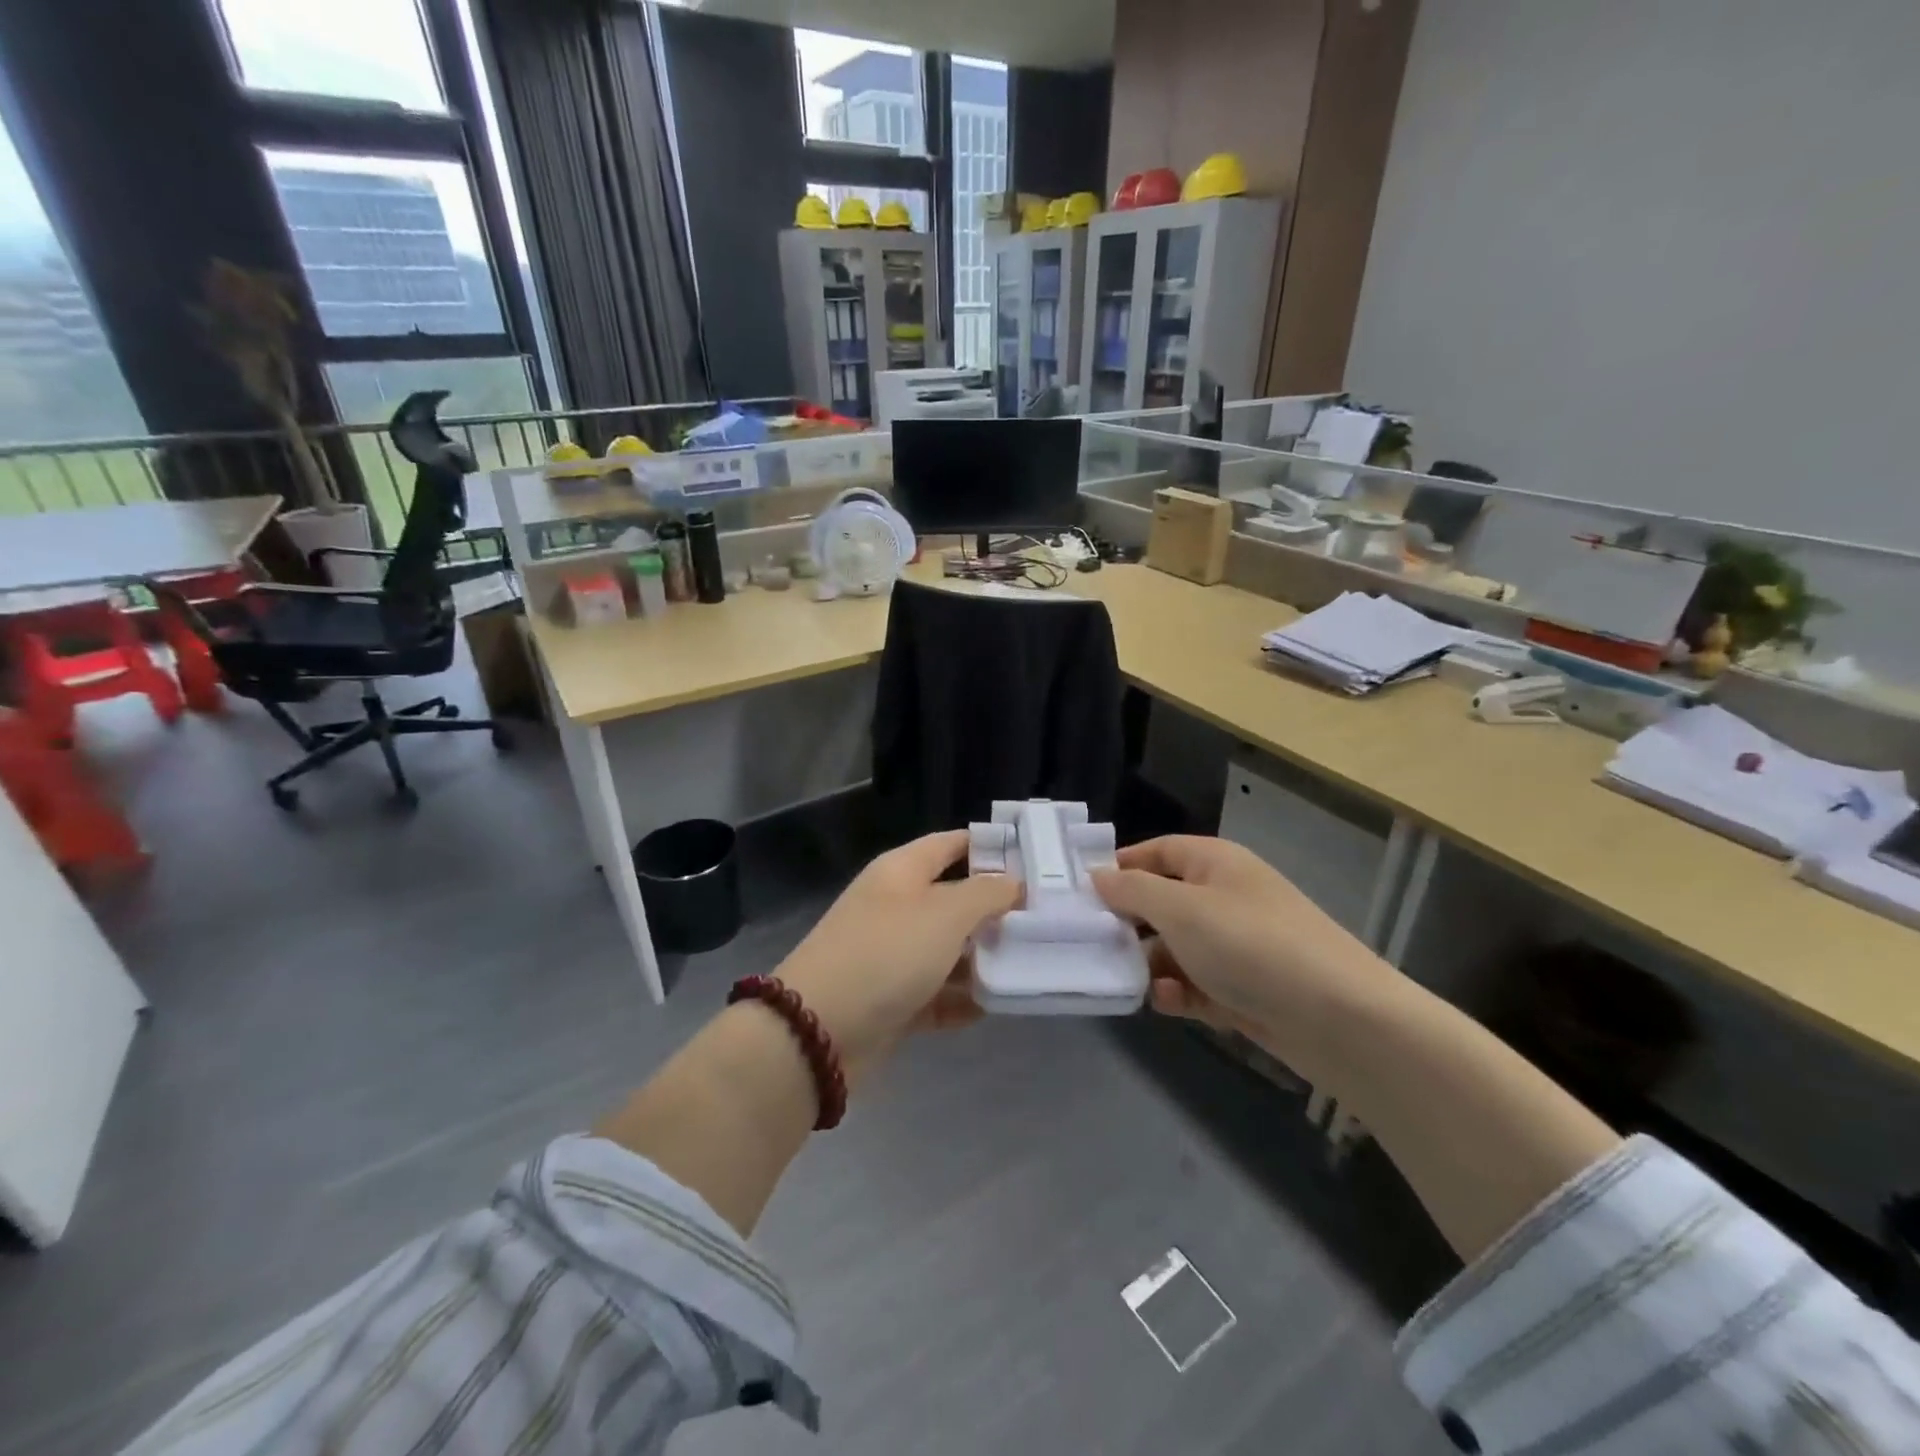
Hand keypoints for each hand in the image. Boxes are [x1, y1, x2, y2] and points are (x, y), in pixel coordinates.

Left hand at [774, 830, 1020, 1073]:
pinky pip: (936, 993)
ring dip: (982, 958)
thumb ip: (986, 894)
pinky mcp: (891, 1000)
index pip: (952, 844)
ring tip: (1031, 964)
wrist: (818, 1031)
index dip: (991, 847)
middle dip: (995, 909)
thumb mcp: (945, 914)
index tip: (1036, 860)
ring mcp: (891, 955)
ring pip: (947, 949)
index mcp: (901, 872)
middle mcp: (896, 907)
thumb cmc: (887, 953)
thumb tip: (1013, 883)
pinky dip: (962, 999)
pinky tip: (995, 1006)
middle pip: (953, 899)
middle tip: (1046, 918)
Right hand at [1092, 836, 1391, 1064]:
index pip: (1155, 852)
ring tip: (1128, 980)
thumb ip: (1132, 890)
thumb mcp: (1181, 909)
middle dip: (1128, 924)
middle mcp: (1224, 897)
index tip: (1079, 893)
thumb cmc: (1250, 945)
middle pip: (1161, 902)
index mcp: (1214, 863)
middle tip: (1090, 944)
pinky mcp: (1244, 988)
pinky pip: (1197, 982)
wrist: (1339, 1018)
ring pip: (1175, 947)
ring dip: (1150, 964)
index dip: (1118, 868)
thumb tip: (1097, 875)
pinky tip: (1168, 1002)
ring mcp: (1236, 945)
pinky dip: (1179, 991)